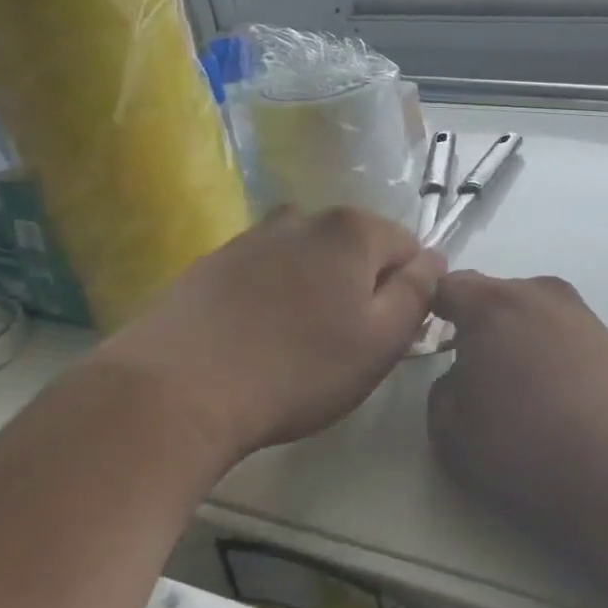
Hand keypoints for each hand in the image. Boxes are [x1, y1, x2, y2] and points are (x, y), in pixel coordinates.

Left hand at [98, 207, 444, 468]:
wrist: (174, 391)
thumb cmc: (297, 369)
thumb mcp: (382, 340)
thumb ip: (418, 291)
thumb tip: (433, 258)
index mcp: (352, 229)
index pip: (408, 247)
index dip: (407, 291)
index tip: (387, 334)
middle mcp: (304, 217)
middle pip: (357, 249)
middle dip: (362, 287)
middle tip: (344, 345)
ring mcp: (253, 235)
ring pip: (311, 260)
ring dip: (317, 291)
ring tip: (296, 344)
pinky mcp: (213, 261)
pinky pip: (268, 272)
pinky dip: (275, 297)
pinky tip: (256, 339)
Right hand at [426, 272, 607, 535]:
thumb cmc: (529, 444)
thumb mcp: (454, 432)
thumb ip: (442, 393)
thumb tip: (461, 378)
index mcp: (493, 303)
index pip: (447, 287)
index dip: (429, 311)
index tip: (425, 342)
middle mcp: (539, 292)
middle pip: (493, 297)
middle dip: (477, 326)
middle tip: (472, 374)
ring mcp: (580, 311)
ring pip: (531, 315)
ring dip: (517, 339)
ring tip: (519, 390)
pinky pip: (561, 333)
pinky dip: (549, 353)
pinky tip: (556, 395)